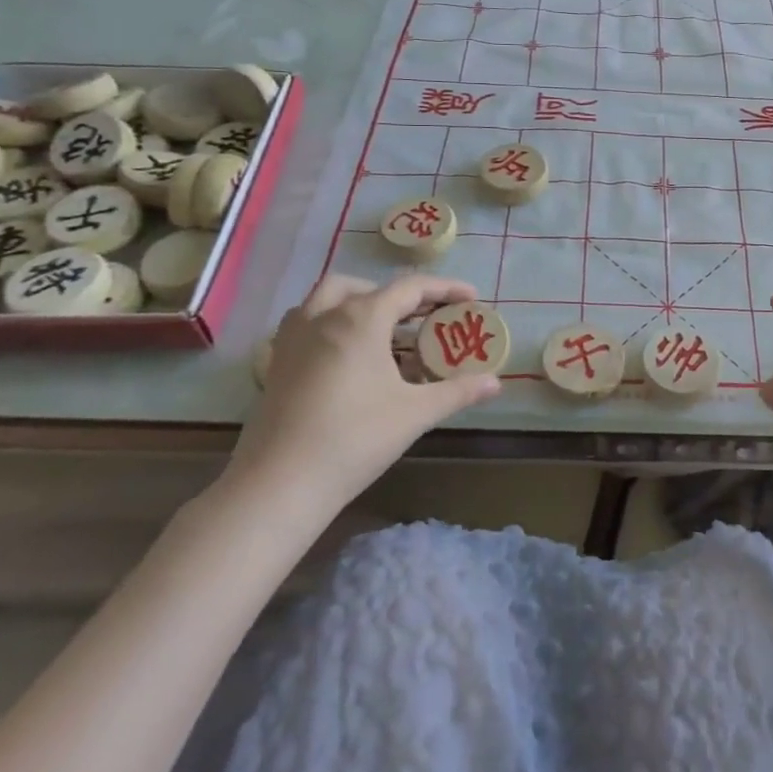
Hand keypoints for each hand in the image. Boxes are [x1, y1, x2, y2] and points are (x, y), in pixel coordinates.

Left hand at [224, 274, 501, 527]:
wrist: (279, 484)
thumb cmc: (354, 439)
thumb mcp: (415, 413)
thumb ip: (457, 392)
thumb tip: (496, 383)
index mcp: (360, 319)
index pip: (410, 288)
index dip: (444, 289)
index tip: (471, 297)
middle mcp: (323, 316)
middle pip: (364, 287)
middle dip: (397, 295)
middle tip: (422, 318)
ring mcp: (293, 338)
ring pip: (326, 299)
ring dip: (358, 302)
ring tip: (383, 331)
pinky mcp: (276, 362)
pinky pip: (306, 323)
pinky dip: (330, 323)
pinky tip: (346, 357)